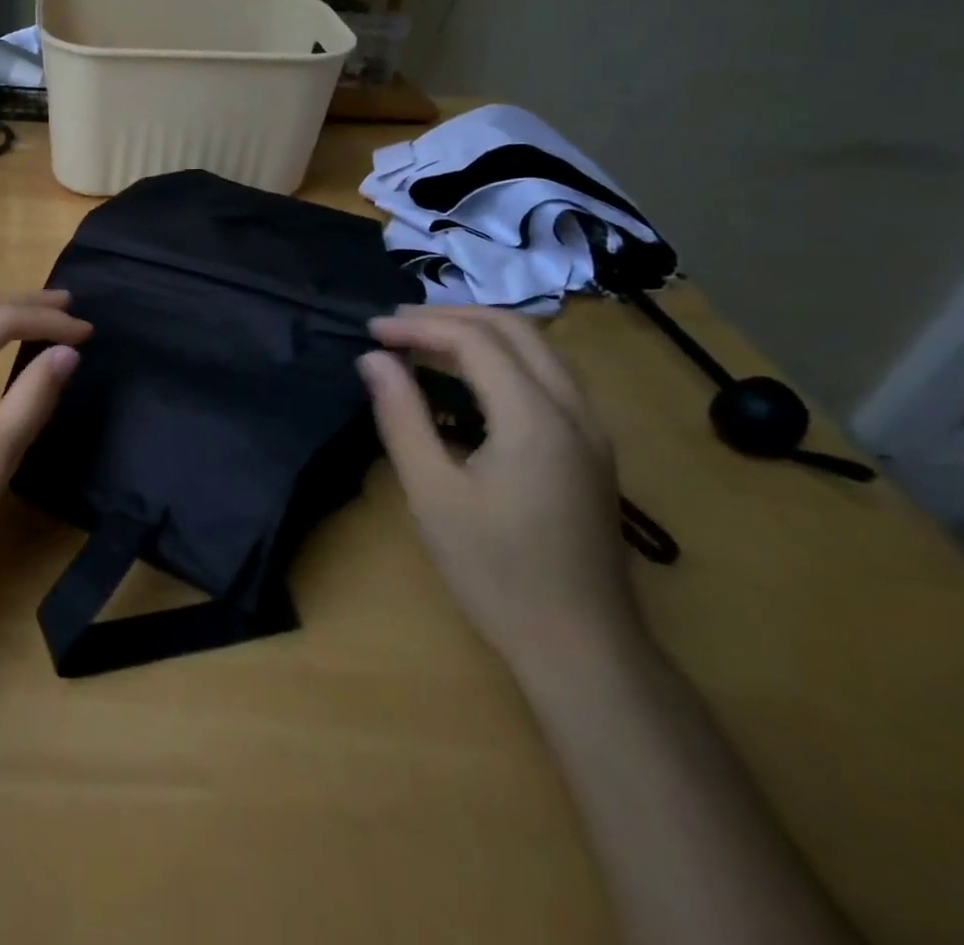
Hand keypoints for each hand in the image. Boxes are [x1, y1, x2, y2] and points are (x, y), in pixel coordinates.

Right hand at [357, 306, 642, 672]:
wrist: (582, 647)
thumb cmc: (496, 571)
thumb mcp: (432, 493)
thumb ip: (401, 416)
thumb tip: (373, 359)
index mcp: (535, 418)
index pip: (475, 341)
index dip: (419, 327)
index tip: (372, 332)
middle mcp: (574, 410)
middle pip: (516, 329)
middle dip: (452, 316)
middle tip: (397, 326)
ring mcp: (591, 430)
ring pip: (539, 349)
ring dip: (480, 332)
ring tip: (425, 341)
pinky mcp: (591, 449)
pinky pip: (548, 376)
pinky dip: (503, 358)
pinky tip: (468, 380)